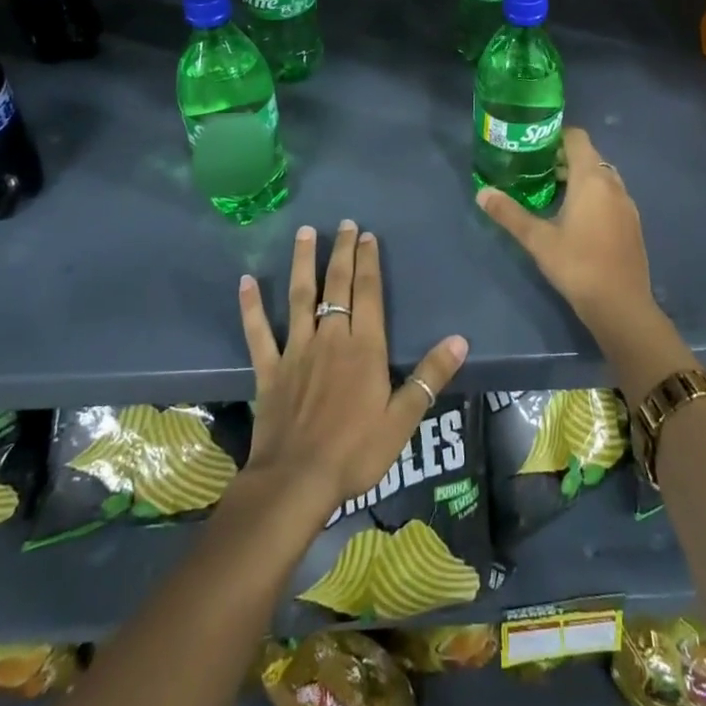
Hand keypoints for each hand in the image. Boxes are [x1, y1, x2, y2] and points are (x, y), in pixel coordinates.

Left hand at [238, 221, 468, 526]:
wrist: (296, 482)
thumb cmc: (355, 452)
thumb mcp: (403, 419)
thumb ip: (430, 376)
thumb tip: (460, 340)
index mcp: (364, 347)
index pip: (367, 292)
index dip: (368, 262)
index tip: (368, 235)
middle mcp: (330, 338)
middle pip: (337, 285)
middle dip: (342, 251)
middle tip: (345, 223)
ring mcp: (296, 350)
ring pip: (299, 296)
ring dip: (302, 262)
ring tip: (304, 232)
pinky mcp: (270, 369)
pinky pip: (259, 332)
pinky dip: (251, 307)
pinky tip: (246, 282)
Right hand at [475, 127, 654, 338]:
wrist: (622, 306)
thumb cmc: (578, 266)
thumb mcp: (538, 240)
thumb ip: (509, 213)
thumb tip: (482, 193)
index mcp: (591, 179)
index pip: (577, 137)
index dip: (556, 135)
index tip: (533, 146)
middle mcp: (613, 184)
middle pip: (589, 156)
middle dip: (563, 158)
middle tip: (535, 170)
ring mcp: (626, 204)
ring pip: (601, 177)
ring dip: (579, 177)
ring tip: (551, 192)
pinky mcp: (632, 223)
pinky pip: (610, 195)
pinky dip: (593, 195)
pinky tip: (575, 218)